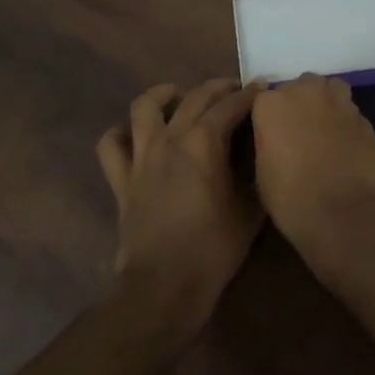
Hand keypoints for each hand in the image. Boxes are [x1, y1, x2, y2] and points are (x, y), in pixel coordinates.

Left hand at [95, 79, 263, 326]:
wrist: (165, 287)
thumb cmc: (214, 249)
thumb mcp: (250, 210)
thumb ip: (256, 174)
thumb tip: (261, 153)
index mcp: (204, 143)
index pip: (231, 106)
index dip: (250, 94)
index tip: (264, 88)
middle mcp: (171, 139)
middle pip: (195, 97)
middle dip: (219, 88)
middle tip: (235, 90)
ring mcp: (141, 157)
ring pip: (144, 107)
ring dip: (164, 95)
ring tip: (178, 96)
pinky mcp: (121, 180)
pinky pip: (110, 146)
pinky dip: (120, 134)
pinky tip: (134, 135)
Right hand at [250, 74, 374, 272]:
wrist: (347, 214)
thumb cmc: (292, 199)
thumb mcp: (262, 175)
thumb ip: (268, 143)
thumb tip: (277, 141)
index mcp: (271, 104)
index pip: (264, 99)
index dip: (269, 119)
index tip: (271, 137)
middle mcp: (305, 92)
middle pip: (300, 87)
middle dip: (299, 104)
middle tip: (298, 133)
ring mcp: (339, 102)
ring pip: (329, 90)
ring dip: (325, 104)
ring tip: (324, 132)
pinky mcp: (365, 118)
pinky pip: (349, 112)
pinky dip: (345, 123)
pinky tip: (345, 146)